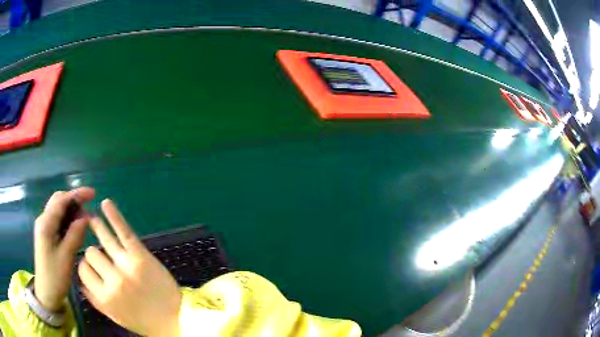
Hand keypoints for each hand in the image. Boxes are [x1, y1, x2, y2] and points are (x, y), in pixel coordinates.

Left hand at [34, 187, 95, 311]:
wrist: (46, 292)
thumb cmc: (55, 277)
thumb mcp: (66, 257)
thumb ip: (75, 235)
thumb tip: (86, 217)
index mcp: (46, 224)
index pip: (61, 201)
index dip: (76, 194)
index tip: (92, 194)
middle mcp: (43, 220)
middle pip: (58, 201)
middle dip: (74, 199)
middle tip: (90, 205)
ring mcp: (44, 227)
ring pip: (58, 210)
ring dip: (72, 210)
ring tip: (86, 218)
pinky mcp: (47, 235)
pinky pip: (58, 220)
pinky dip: (68, 219)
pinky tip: (76, 227)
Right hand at [78, 199, 181, 336]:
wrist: (176, 318)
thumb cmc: (144, 320)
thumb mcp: (117, 317)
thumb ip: (96, 302)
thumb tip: (80, 284)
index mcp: (105, 297)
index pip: (83, 270)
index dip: (86, 268)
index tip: (92, 268)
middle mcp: (112, 280)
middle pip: (91, 253)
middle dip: (94, 255)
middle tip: (101, 258)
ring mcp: (127, 265)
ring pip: (102, 239)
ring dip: (95, 226)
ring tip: (90, 218)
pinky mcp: (141, 255)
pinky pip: (123, 231)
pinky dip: (114, 216)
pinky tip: (106, 203)